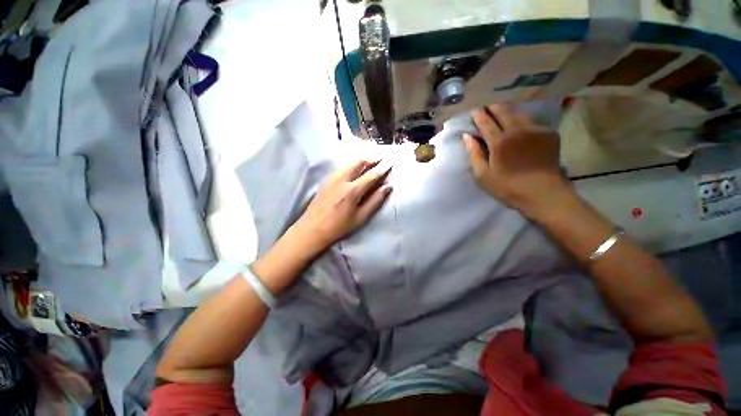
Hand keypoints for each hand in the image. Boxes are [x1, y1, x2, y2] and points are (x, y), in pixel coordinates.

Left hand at [293, 160, 392, 254]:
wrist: (312, 229)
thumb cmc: (339, 226)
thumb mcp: (360, 217)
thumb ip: (375, 201)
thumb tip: (387, 187)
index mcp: (352, 190)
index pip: (371, 175)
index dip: (382, 169)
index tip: (390, 163)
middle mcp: (342, 180)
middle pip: (358, 162)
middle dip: (370, 160)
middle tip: (379, 161)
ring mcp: (332, 178)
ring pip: (349, 163)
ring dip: (360, 161)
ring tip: (369, 164)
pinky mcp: (326, 180)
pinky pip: (341, 167)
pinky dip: (351, 165)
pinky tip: (354, 171)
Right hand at [463, 104, 569, 217]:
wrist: (543, 193)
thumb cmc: (508, 187)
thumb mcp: (483, 175)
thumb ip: (474, 154)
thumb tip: (467, 137)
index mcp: (499, 142)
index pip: (485, 122)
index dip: (477, 115)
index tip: (473, 111)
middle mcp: (517, 130)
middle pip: (503, 111)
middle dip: (492, 108)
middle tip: (486, 109)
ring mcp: (535, 130)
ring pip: (519, 113)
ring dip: (508, 112)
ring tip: (502, 116)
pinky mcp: (549, 133)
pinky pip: (532, 121)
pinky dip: (522, 122)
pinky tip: (520, 129)